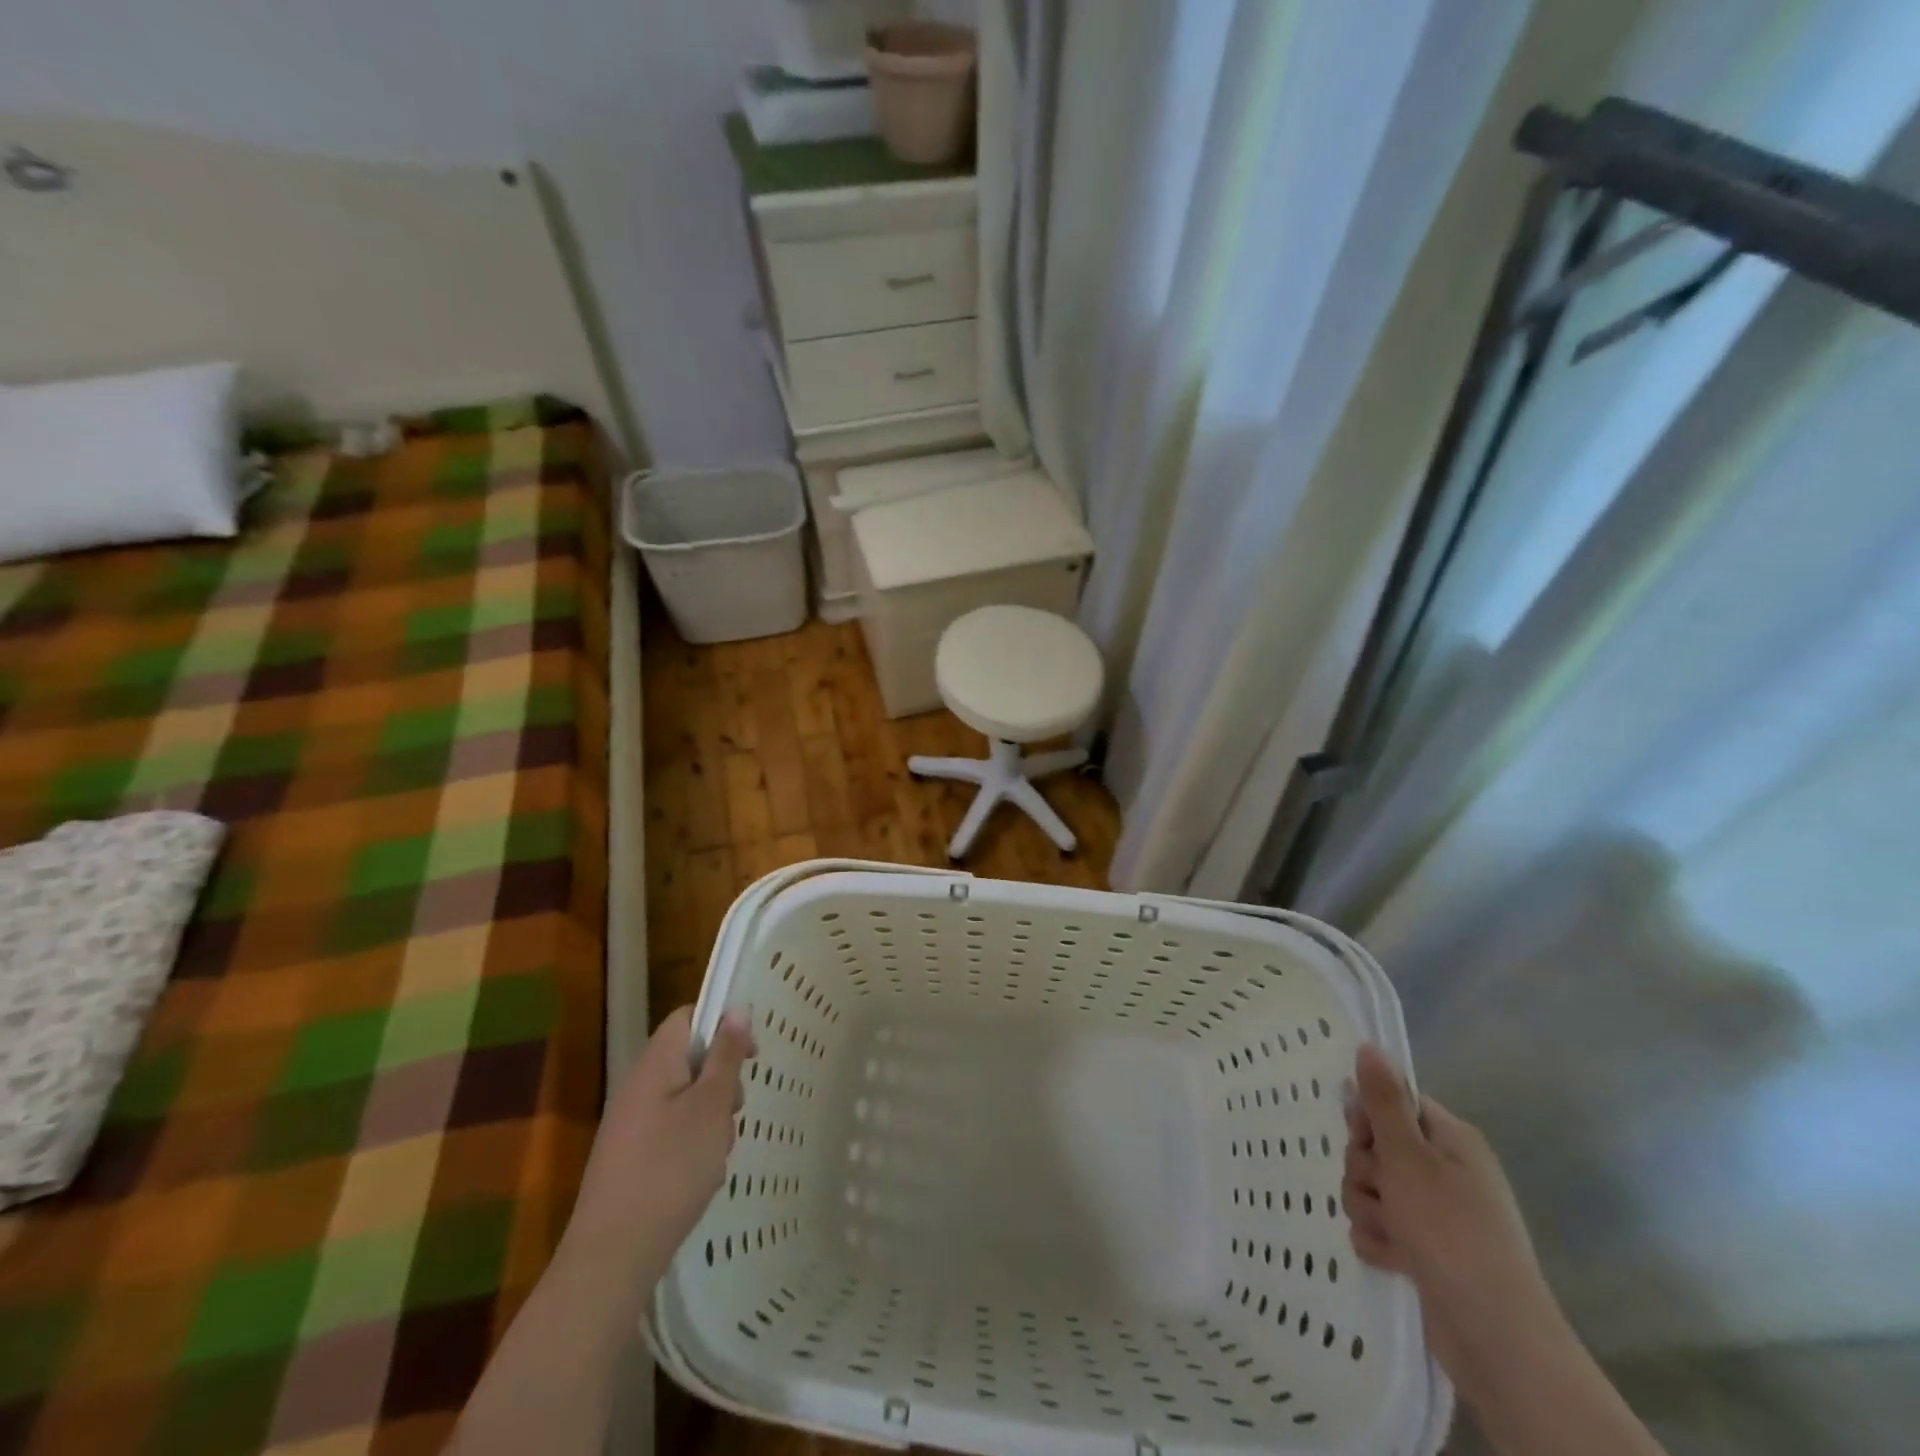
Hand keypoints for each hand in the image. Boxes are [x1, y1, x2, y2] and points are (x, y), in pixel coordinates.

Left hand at [566, 1005, 755, 1276]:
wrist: (613, 1256)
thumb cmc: (670, 1168)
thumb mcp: (711, 1106)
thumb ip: (725, 1055)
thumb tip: (736, 1009)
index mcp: (655, 1063)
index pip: (687, 1017)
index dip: (721, 1024)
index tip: (749, 1054)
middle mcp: (639, 1086)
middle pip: (690, 1060)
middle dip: (721, 1081)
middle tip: (733, 1111)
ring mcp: (632, 1125)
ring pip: (687, 1100)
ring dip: (711, 1118)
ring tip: (716, 1153)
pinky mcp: (632, 1159)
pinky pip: (673, 1132)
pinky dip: (693, 1146)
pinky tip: (700, 1176)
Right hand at [1342, 1044, 1561, 1397]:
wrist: (1495, 1338)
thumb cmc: (1452, 1232)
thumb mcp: (1409, 1157)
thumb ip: (1383, 1102)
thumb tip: (1369, 1045)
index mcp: (1450, 1140)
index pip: (1393, 1104)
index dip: (1369, 1118)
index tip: (1363, 1136)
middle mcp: (1444, 1171)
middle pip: (1375, 1147)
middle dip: (1365, 1170)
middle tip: (1383, 1190)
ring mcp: (1436, 1214)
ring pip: (1371, 1188)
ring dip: (1370, 1208)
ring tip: (1393, 1233)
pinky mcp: (1425, 1251)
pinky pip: (1379, 1227)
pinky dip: (1379, 1241)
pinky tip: (1394, 1259)